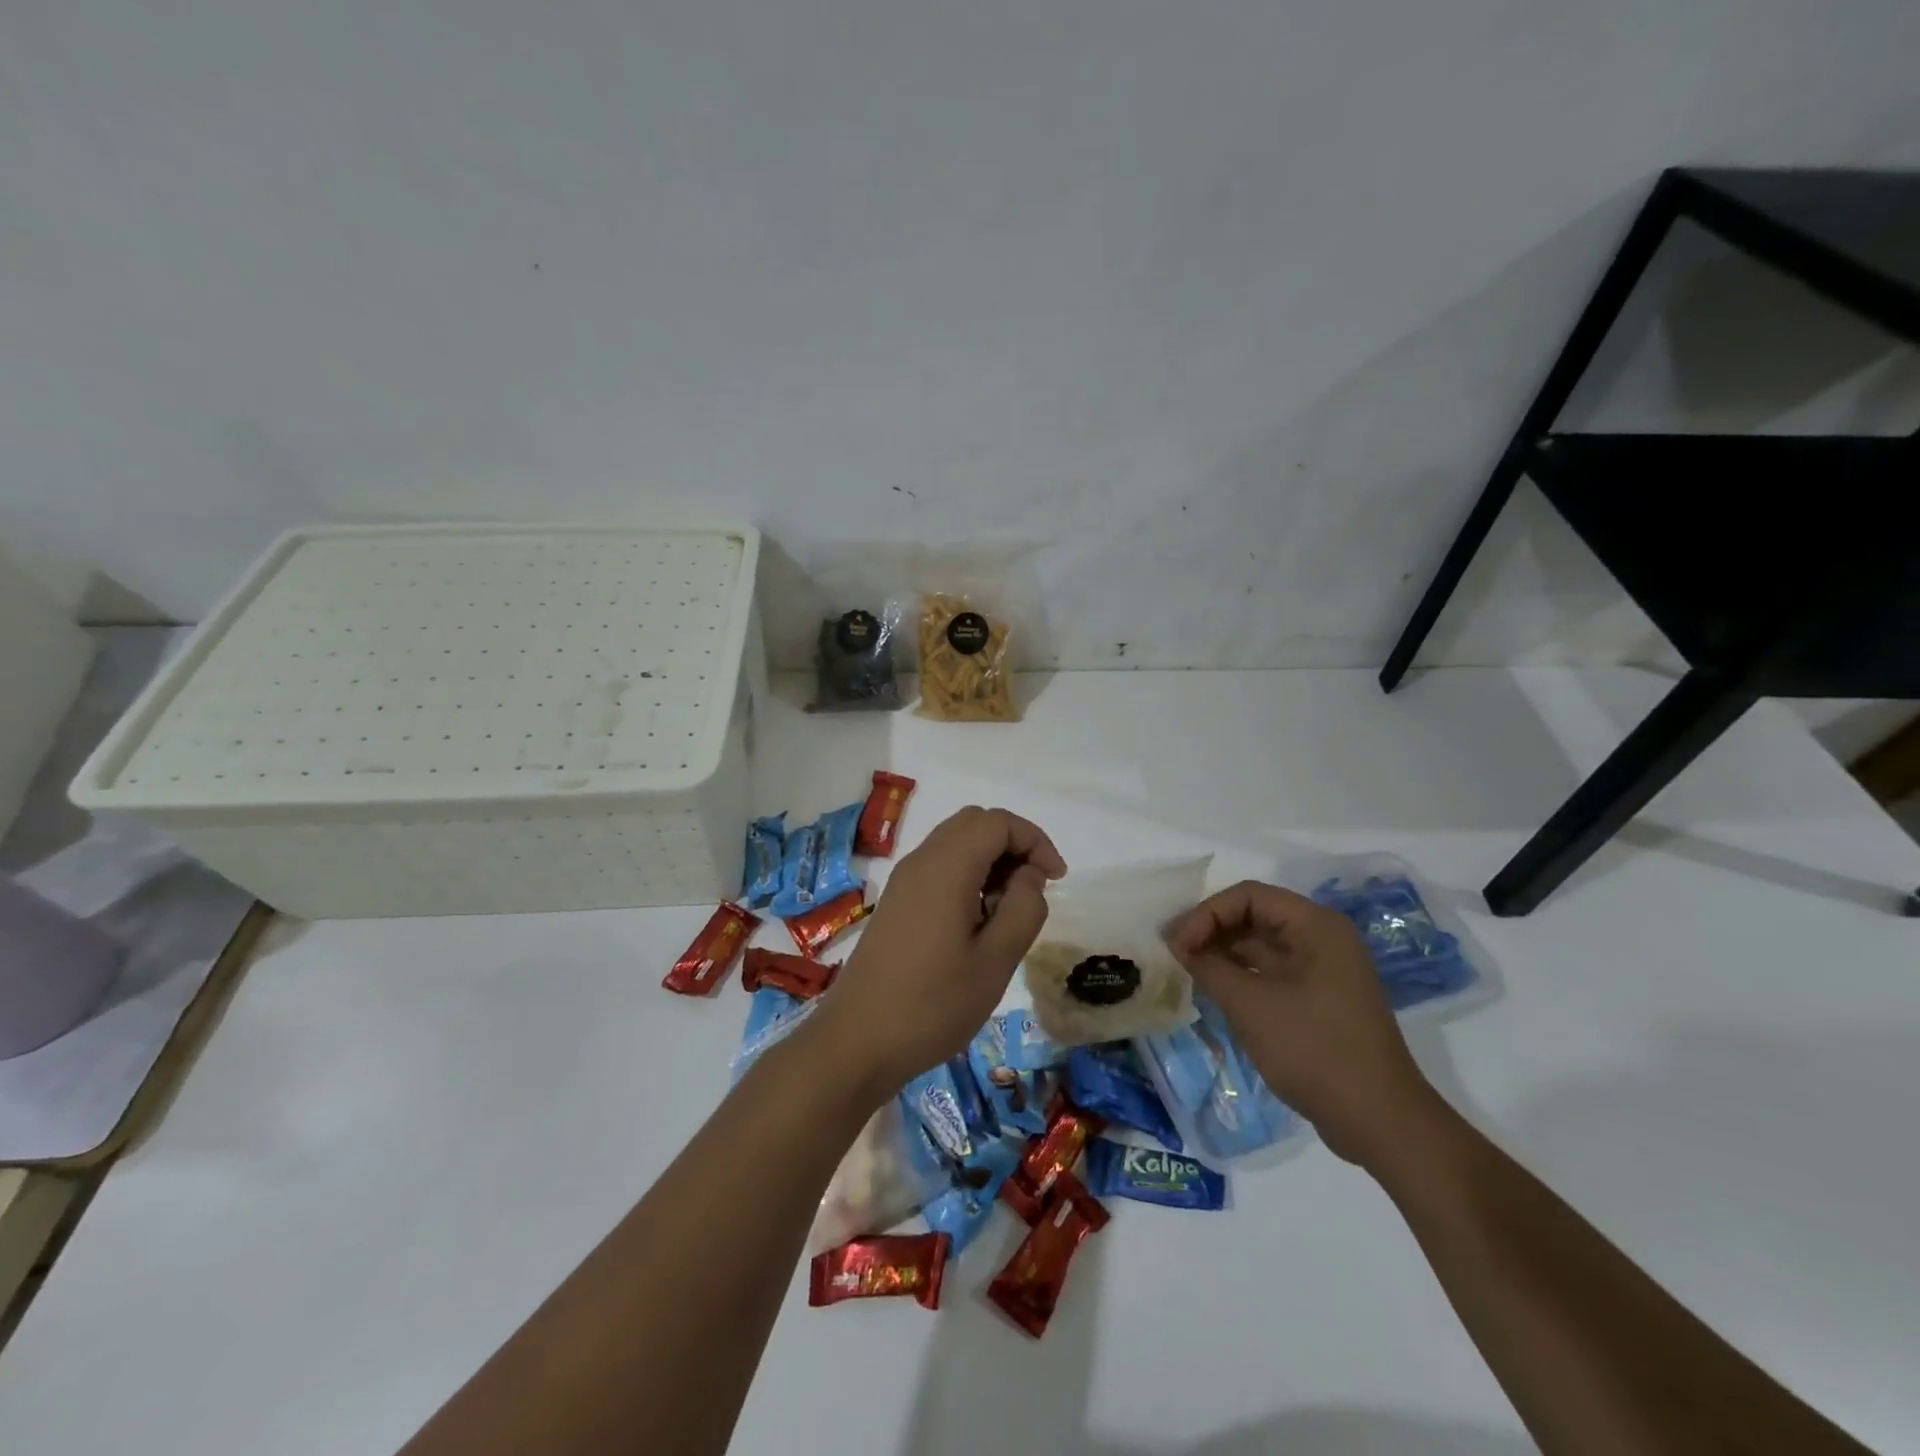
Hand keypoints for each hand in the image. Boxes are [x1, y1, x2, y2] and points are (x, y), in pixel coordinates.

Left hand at [807, 806, 1066, 1103]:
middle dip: (1013, 845)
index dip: (1034, 840)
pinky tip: (978, 924)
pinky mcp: (897, 903)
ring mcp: (904, 882)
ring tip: (1009, 913)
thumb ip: (1023, 909)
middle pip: (974, 824)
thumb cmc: (932, 1004)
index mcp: (946, 867)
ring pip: (956, 844)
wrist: (857, 1042)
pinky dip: (968, 877)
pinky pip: (939, 868)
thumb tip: (1029, 876)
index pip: (997, 821)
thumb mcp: (995, 961)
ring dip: (991, 862)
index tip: (1056, 880)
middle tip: (1034, 890)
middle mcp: (921, 861)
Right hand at [1168, 880, 1438, 1168]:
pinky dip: (1242, 974)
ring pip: (1262, 945)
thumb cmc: (1314, 1049)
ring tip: (1188, 970)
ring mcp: (1324, 970)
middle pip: (1255, 916)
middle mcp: (1323, 938)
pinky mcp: (1321, 999)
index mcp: (1316, 925)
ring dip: (1224, 953)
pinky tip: (1214, 989)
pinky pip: (1273, 971)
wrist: (1379, 1121)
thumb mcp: (1250, 1004)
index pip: (1248, 896)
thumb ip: (1209, 966)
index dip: (1207, 913)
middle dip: (1212, 930)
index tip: (1178, 944)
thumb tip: (1179, 945)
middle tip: (1175, 952)